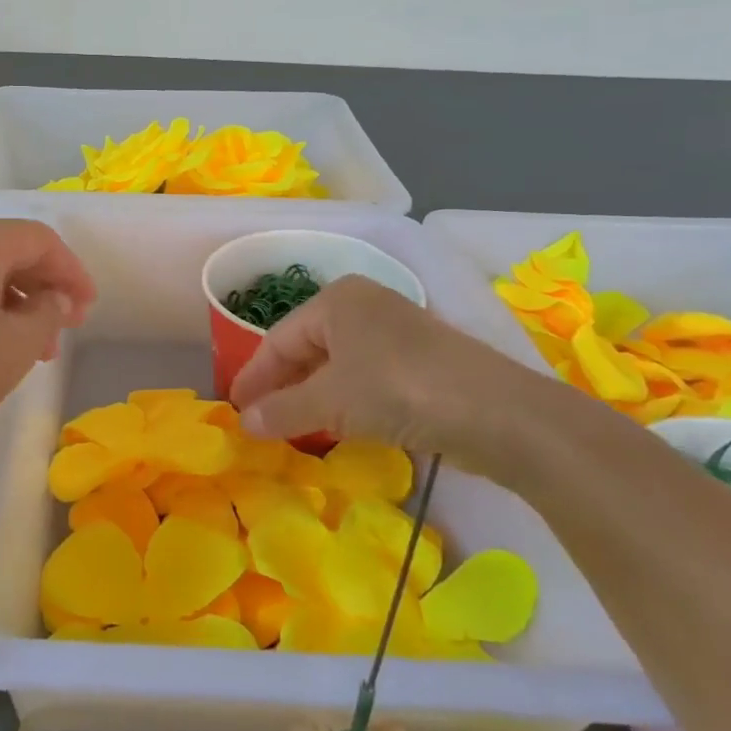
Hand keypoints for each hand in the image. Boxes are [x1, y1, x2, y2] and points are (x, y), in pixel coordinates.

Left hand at [0, 217, 95, 458]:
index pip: (39, 239)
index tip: (88, 309)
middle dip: (44, 287)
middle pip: (8, 250)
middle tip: (66, 328)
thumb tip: (56, 298)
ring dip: (17, 301)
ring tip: (36, 347)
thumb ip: (50, 310)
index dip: (72, 271)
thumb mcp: (18, 344)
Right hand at [228, 275, 564, 476]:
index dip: (253, 376)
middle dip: (282, 387)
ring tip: (290, 429)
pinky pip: (364, 378)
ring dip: (311, 398)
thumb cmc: (397, 388)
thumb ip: (281, 410)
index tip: (235, 409)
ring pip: (336, 365)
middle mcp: (364, 307)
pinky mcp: (419, 362)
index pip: (278, 339)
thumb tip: (243, 422)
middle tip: (259, 422)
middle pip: (306, 349)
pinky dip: (343, 402)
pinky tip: (336, 427)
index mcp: (336, 300)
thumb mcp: (330, 400)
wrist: (495, 411)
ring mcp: (395, 332)